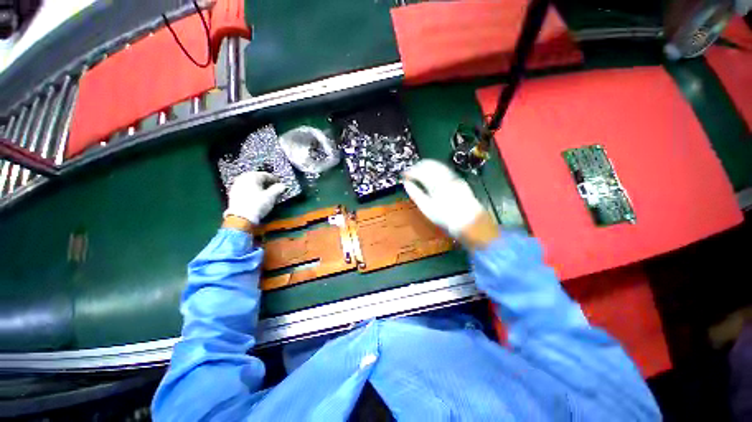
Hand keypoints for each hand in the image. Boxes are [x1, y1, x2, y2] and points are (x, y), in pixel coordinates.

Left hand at [223, 172, 286, 224]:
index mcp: (252, 176)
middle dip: (265, 183)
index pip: (266, 175)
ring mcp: (236, 186)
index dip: (274, 179)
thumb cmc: (256, 205)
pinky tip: (256, 197)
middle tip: (273, 187)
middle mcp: (242, 179)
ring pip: (250, 184)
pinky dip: (252, 192)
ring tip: (266, 193)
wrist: (241, 218)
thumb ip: (278, 189)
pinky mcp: (233, 195)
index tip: (279, 183)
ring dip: (259, 187)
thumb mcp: (271, 196)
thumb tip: (282, 186)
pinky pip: (245, 190)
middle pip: (257, 178)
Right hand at [403, 159, 497, 247]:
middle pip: (428, 165)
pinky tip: (431, 173)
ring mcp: (452, 176)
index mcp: (435, 184)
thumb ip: (415, 193)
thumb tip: (406, 183)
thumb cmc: (445, 217)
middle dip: (417, 166)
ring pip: (436, 165)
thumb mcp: (426, 207)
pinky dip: (435, 168)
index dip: (409, 171)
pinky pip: (443, 168)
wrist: (468, 220)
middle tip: (410, 172)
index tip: (404, 174)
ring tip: (419, 171)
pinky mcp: (457, 179)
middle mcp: (444, 177)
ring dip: (426, 165)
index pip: (419, 171)